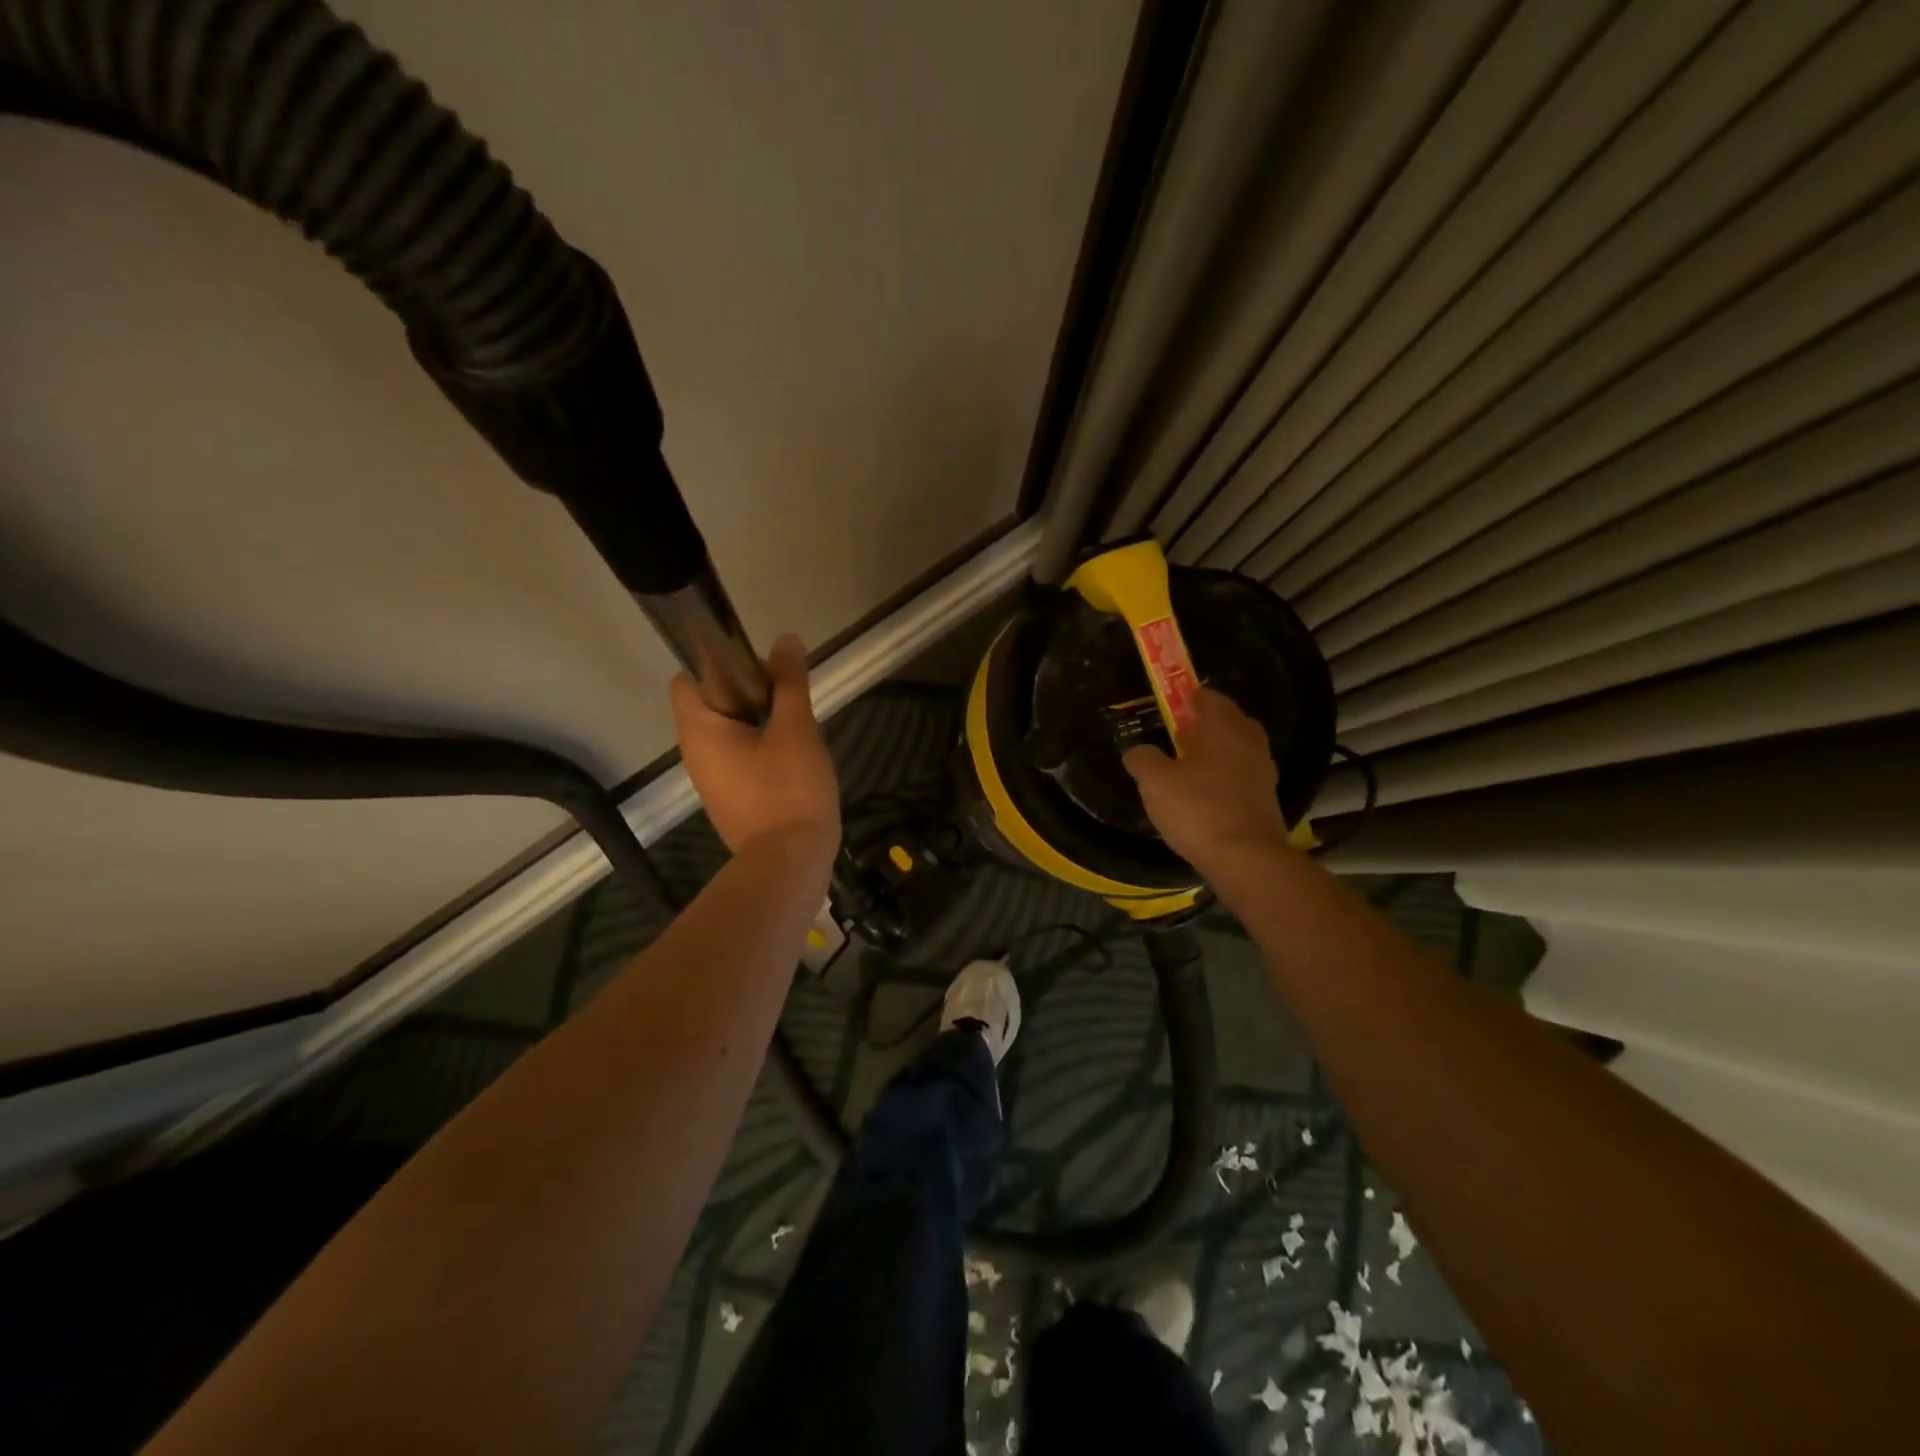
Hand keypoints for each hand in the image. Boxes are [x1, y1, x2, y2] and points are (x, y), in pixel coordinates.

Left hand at [670, 634, 839, 865]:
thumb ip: (790, 682)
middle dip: (750, 691)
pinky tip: (794, 756)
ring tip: (797, 726)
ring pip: (730, 731)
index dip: (721, 664)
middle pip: (713, 702)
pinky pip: (740, 758)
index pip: (689, 676)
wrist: (790, 862)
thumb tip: (786, 639)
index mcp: (699, 729)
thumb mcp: (796, 728)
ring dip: (760, 720)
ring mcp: (712, 779)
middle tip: (789, 698)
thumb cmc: (789, 788)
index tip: (761, 670)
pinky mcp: (732, 799)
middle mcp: (695, 752)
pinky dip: (762, 748)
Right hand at [1123, 688, 1291, 873]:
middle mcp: (1249, 741)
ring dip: (1215, 751)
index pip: (1206, 696)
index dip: (1185, 697)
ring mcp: (1262, 770)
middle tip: (1176, 736)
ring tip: (1187, 767)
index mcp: (1223, 727)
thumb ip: (1142, 759)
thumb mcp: (1155, 783)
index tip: (1167, 706)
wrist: (1247, 859)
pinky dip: (1224, 776)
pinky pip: (1241, 774)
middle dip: (1203, 724)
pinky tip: (1205, 794)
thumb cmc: (1199, 810)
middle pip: (1226, 720)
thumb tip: (1138, 751)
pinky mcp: (1266, 798)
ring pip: (1236, 748)